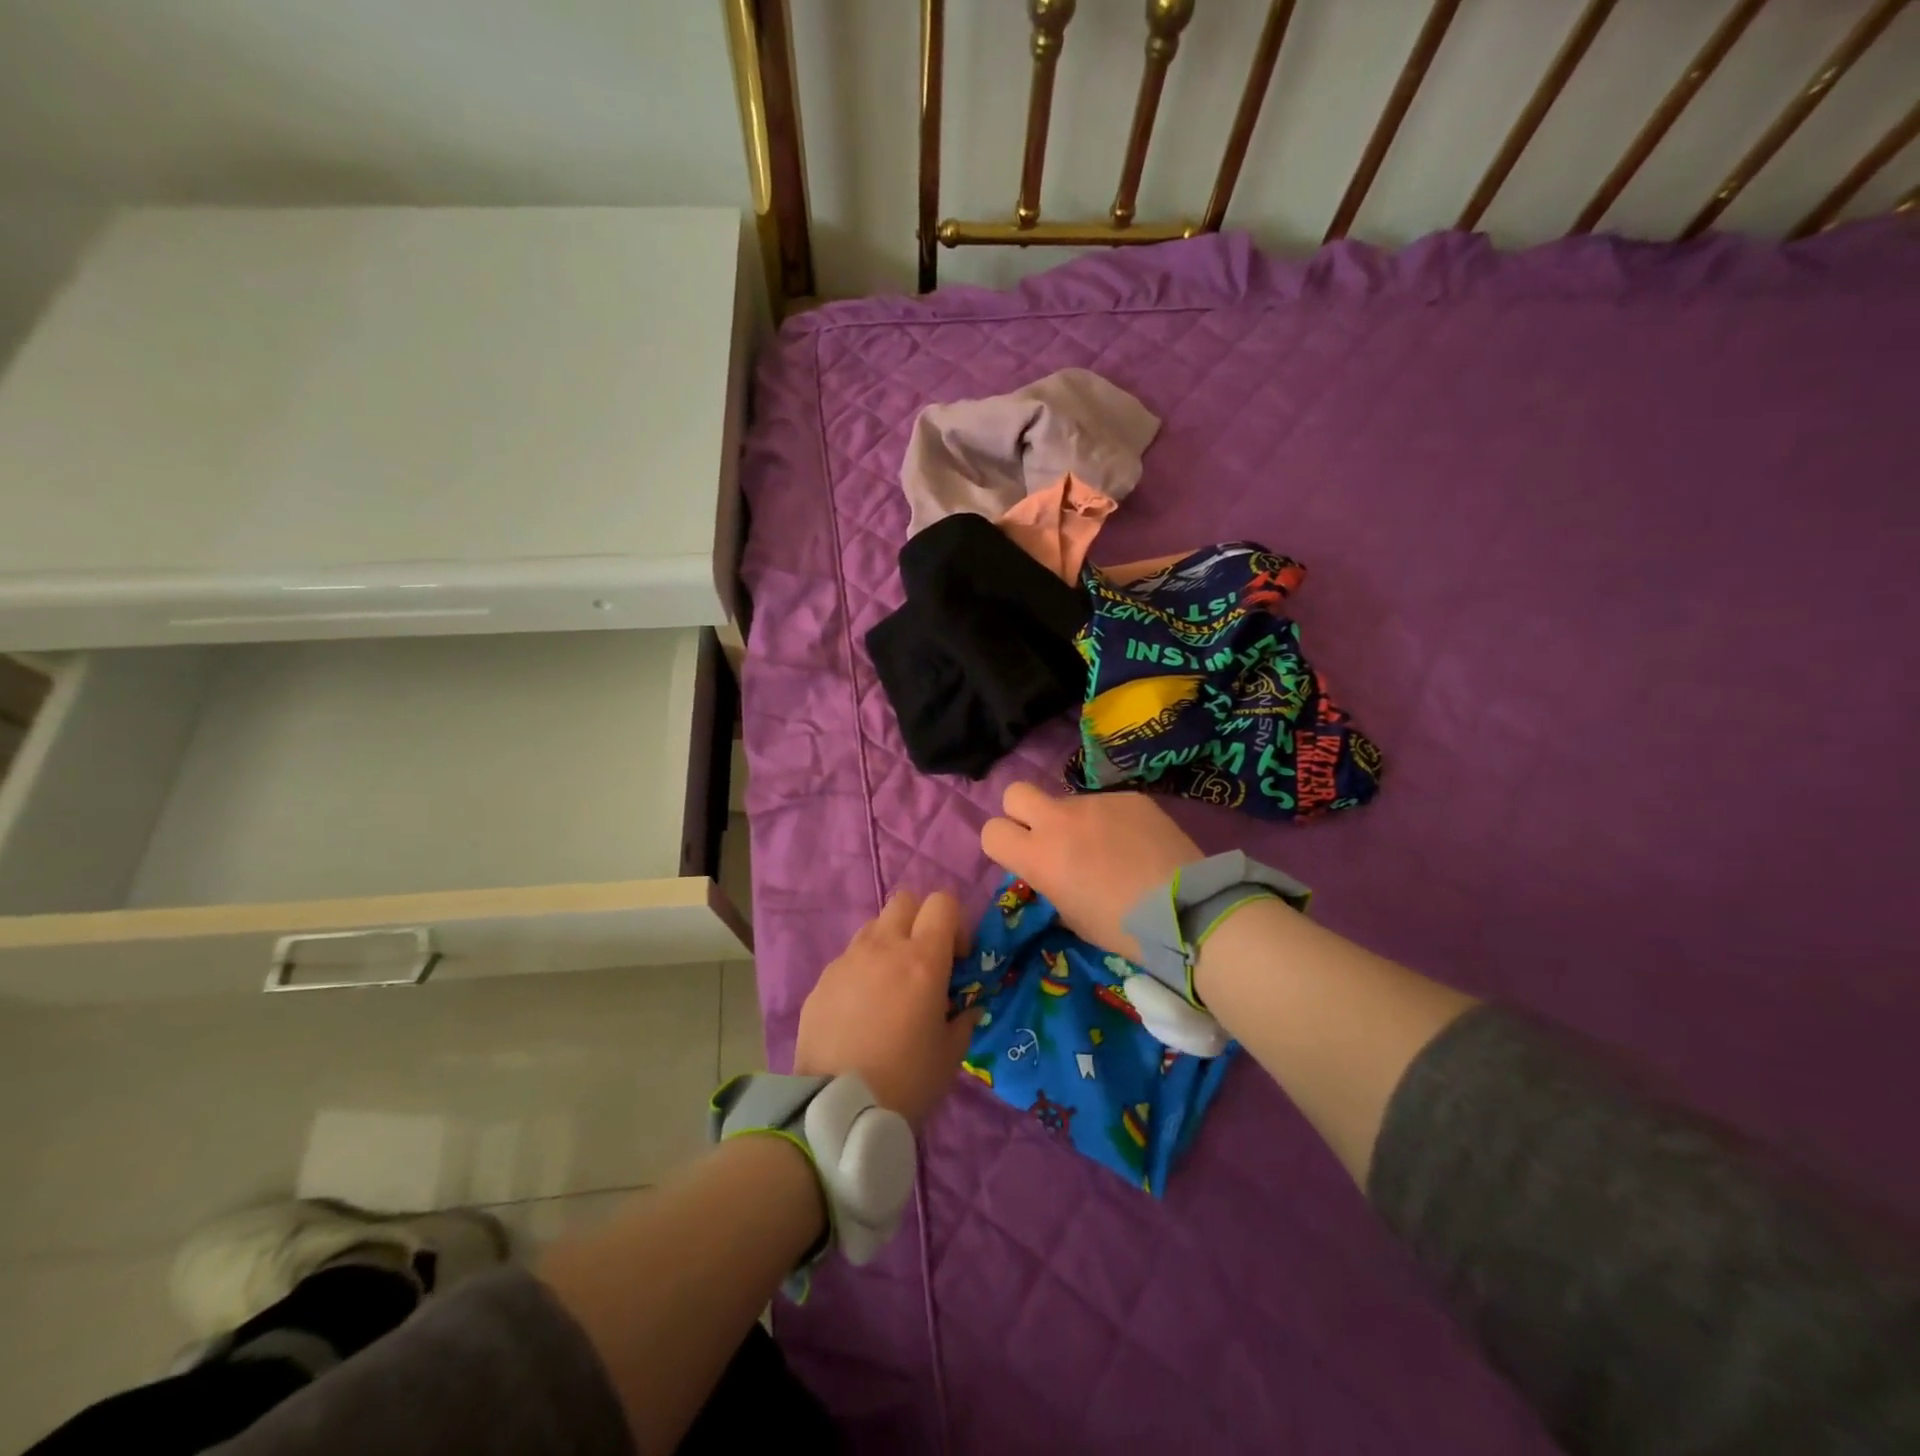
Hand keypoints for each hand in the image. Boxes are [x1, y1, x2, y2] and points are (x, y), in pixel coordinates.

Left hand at [794, 890, 979, 1129]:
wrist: (837, 1110)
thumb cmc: (907, 1081)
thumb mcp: (950, 1054)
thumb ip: (963, 1019)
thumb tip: (968, 1007)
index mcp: (923, 959)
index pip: (943, 902)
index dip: (955, 923)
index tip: (956, 959)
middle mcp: (883, 947)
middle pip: (905, 901)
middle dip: (920, 921)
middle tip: (924, 963)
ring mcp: (847, 960)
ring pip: (874, 927)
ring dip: (889, 944)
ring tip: (890, 988)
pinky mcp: (821, 981)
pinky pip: (848, 960)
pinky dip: (861, 972)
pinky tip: (861, 1012)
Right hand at [980, 783, 1202, 959]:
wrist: (1186, 909)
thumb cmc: (1122, 928)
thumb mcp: (1072, 916)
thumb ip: (1050, 884)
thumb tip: (1051, 871)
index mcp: (1039, 856)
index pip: (992, 831)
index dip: (1002, 844)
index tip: (1020, 857)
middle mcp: (1059, 820)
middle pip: (1016, 793)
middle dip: (1023, 812)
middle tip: (1047, 837)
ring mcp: (1096, 802)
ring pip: (1068, 801)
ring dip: (1076, 821)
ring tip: (1109, 849)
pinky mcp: (1128, 797)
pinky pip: (1107, 804)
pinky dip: (1112, 821)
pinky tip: (1137, 845)